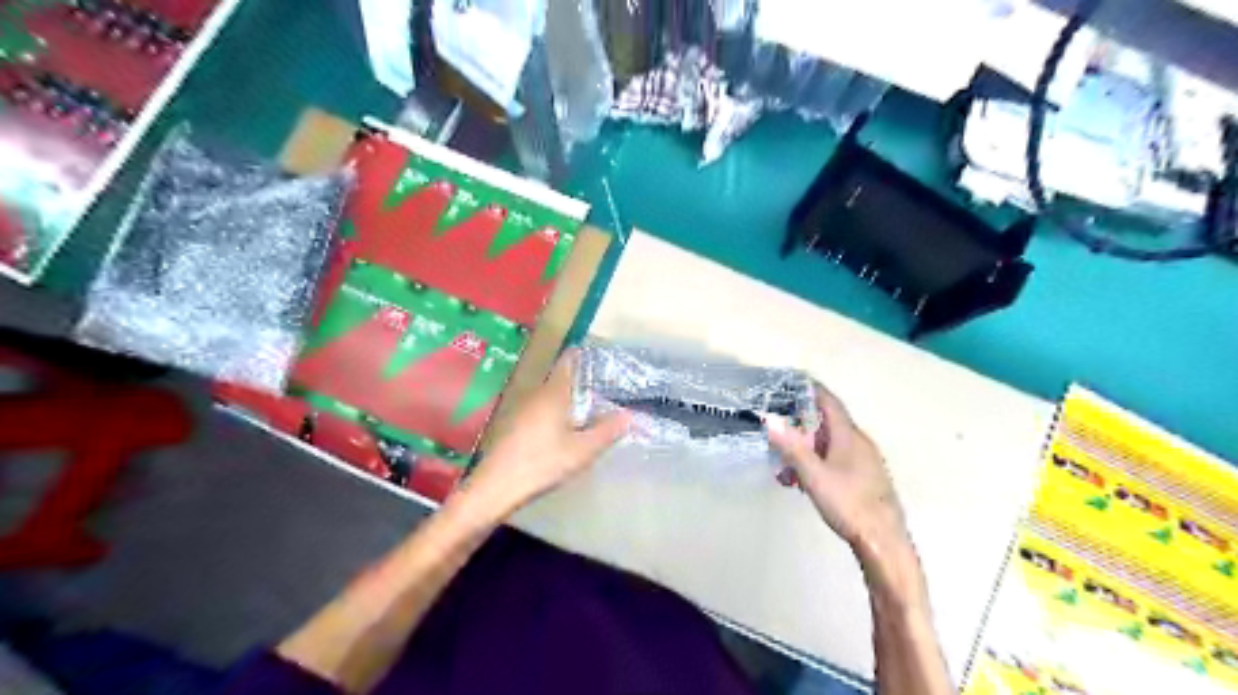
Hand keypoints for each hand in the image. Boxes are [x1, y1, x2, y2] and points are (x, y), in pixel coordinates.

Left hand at [468, 349, 637, 518]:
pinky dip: (558, 411)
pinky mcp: (516, 425)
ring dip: (570, 397)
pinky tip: (567, 428)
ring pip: (551, 395)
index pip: (568, 361)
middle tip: (608, 385)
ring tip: (593, 406)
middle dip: (583, 379)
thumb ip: (607, 431)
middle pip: (561, 378)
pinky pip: (542, 408)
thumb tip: (630, 415)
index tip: (603, 357)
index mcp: (553, 392)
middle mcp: (536, 394)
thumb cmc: (542, 463)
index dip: (584, 355)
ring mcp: (523, 409)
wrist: (496, 487)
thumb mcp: (582, 450)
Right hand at [767, 386, 907, 560]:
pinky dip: (819, 464)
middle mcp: (860, 443)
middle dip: (802, 427)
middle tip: (779, 433)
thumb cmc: (848, 503)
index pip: (830, 403)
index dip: (813, 390)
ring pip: (832, 446)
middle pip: (828, 424)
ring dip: (808, 450)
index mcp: (849, 436)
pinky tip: (805, 484)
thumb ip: (791, 446)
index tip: (794, 382)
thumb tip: (770, 419)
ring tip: (786, 468)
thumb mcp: (813, 475)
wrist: (883, 542)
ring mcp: (866, 462)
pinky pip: (838, 461)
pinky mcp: (867, 480)